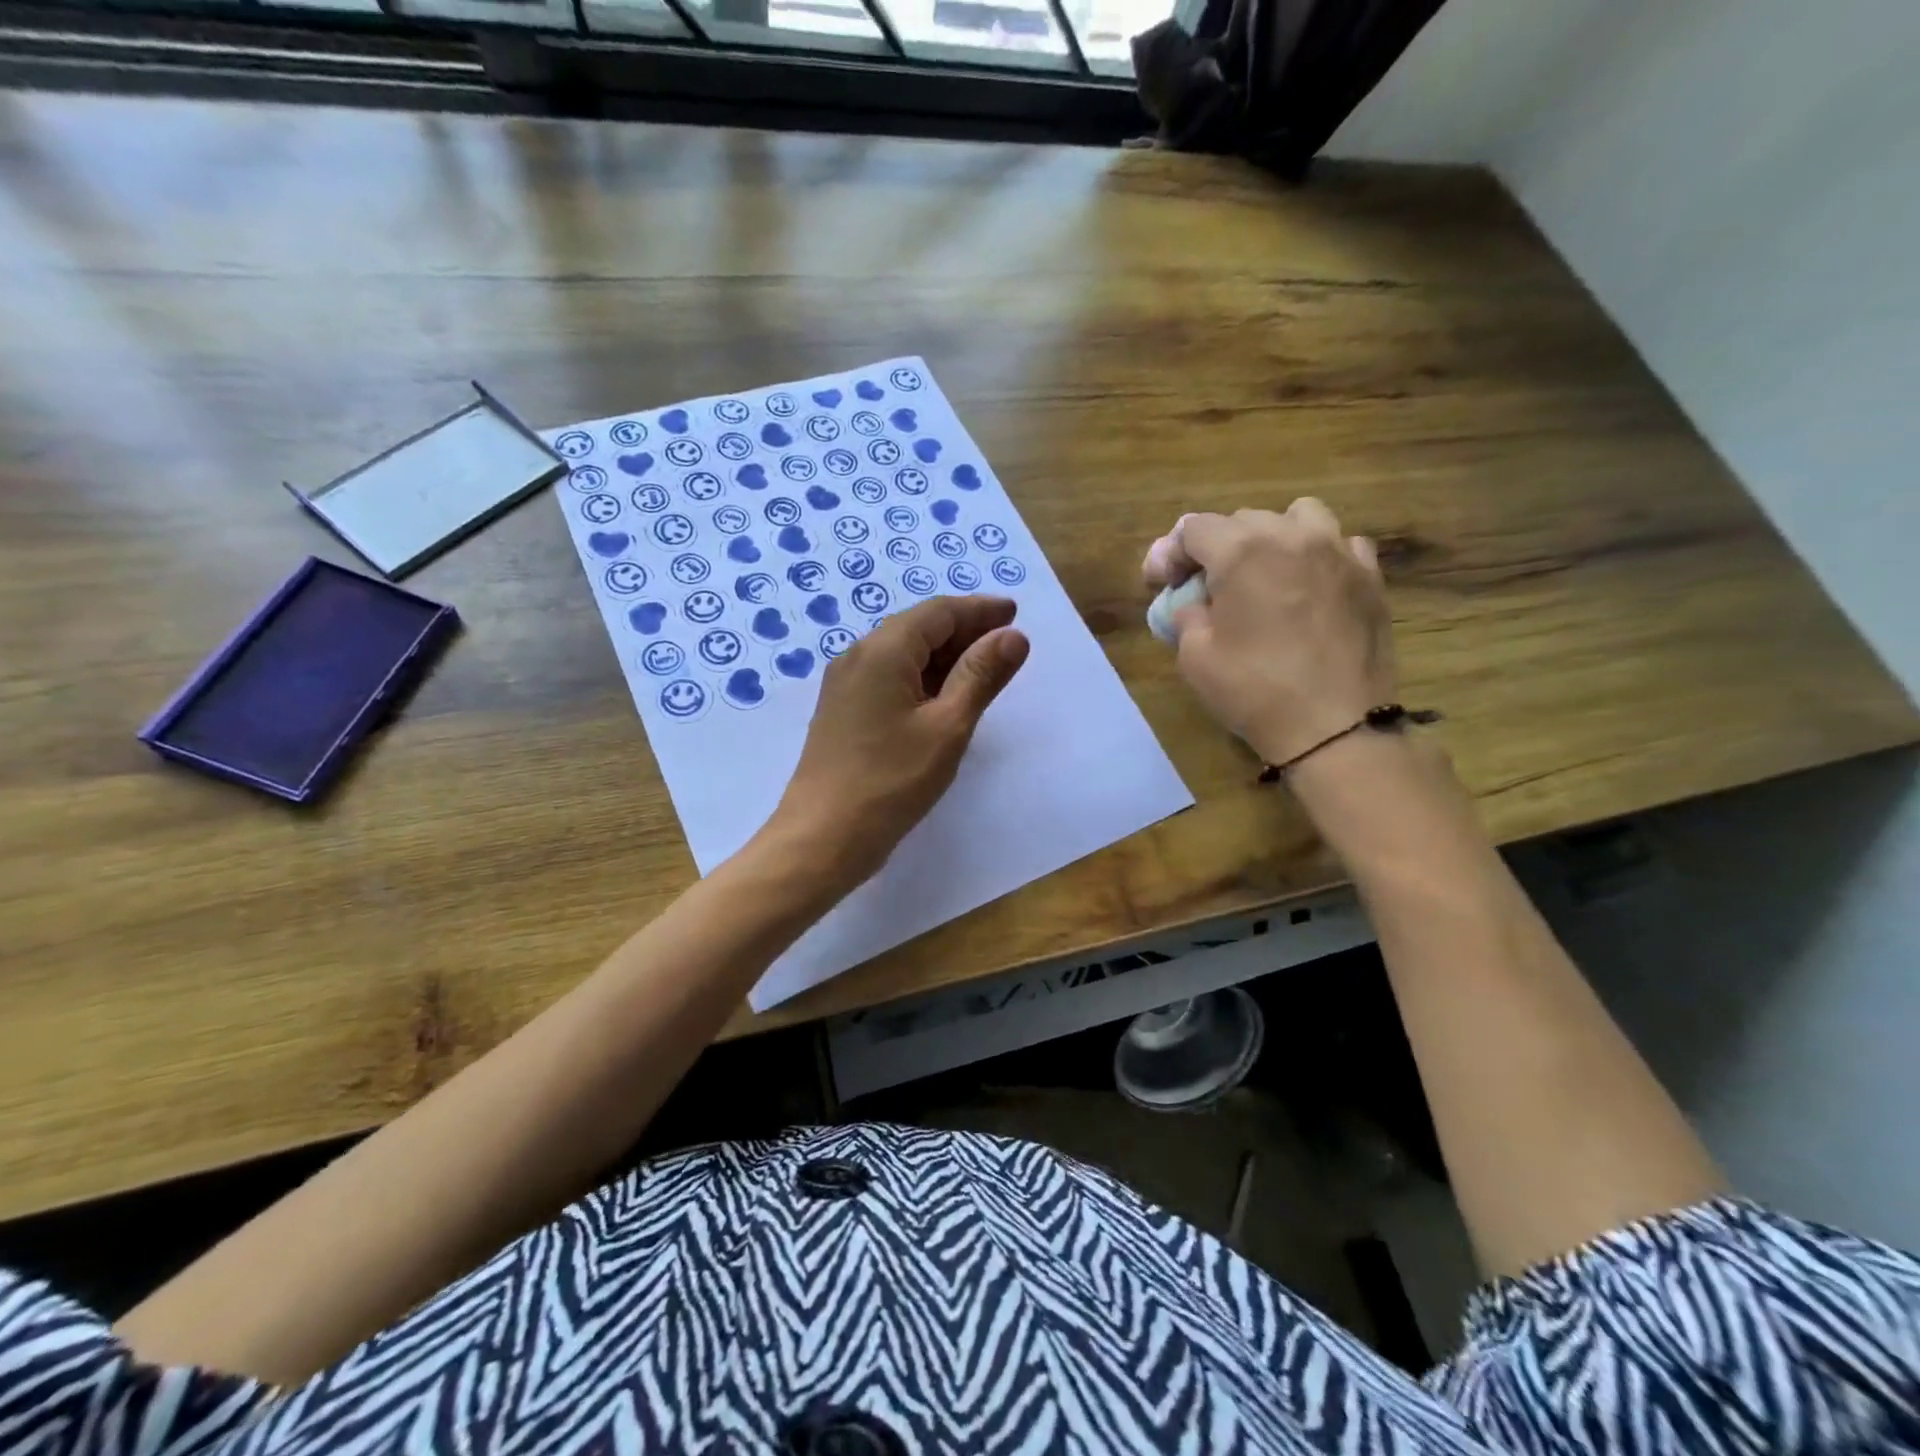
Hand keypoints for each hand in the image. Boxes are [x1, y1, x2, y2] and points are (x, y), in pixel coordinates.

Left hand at [767, 595, 1030, 887]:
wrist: (822, 838)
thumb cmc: (891, 781)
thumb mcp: (947, 727)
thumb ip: (981, 676)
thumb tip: (1013, 636)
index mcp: (882, 651)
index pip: (938, 612)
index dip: (979, 610)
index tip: (1015, 613)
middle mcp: (858, 657)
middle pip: (918, 628)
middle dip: (964, 631)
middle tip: (1006, 643)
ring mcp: (845, 685)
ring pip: (903, 654)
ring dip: (945, 656)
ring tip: (984, 670)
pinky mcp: (843, 712)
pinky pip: (888, 678)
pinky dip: (922, 678)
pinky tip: (944, 698)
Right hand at [1143, 500, 1395, 765]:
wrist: (1333, 727)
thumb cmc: (1254, 691)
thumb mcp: (1195, 657)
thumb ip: (1186, 615)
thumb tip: (1194, 604)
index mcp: (1242, 552)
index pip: (1194, 528)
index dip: (1172, 553)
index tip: (1166, 584)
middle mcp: (1292, 537)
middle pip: (1243, 519)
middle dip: (1218, 547)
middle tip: (1209, 588)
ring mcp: (1339, 553)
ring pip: (1299, 516)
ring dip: (1273, 536)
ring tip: (1266, 573)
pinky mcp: (1370, 577)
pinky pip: (1341, 544)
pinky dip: (1320, 556)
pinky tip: (1311, 587)